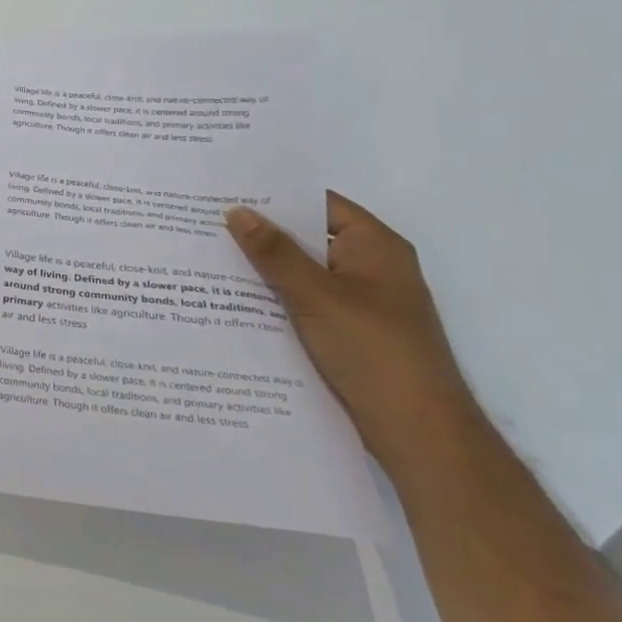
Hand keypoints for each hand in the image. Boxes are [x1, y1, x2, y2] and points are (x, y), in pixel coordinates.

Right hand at [225, 192, 480, 471]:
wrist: (418, 432)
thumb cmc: (375, 351)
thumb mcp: (317, 296)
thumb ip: (275, 252)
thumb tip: (237, 211)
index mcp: (375, 246)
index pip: (319, 203)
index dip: (275, 194)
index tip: (226, 188)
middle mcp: (370, 267)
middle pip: (308, 237)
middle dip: (260, 232)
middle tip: (204, 220)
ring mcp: (359, 302)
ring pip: (301, 273)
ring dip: (263, 268)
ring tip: (206, 256)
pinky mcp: (346, 332)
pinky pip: (302, 302)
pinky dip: (273, 298)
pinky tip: (231, 300)